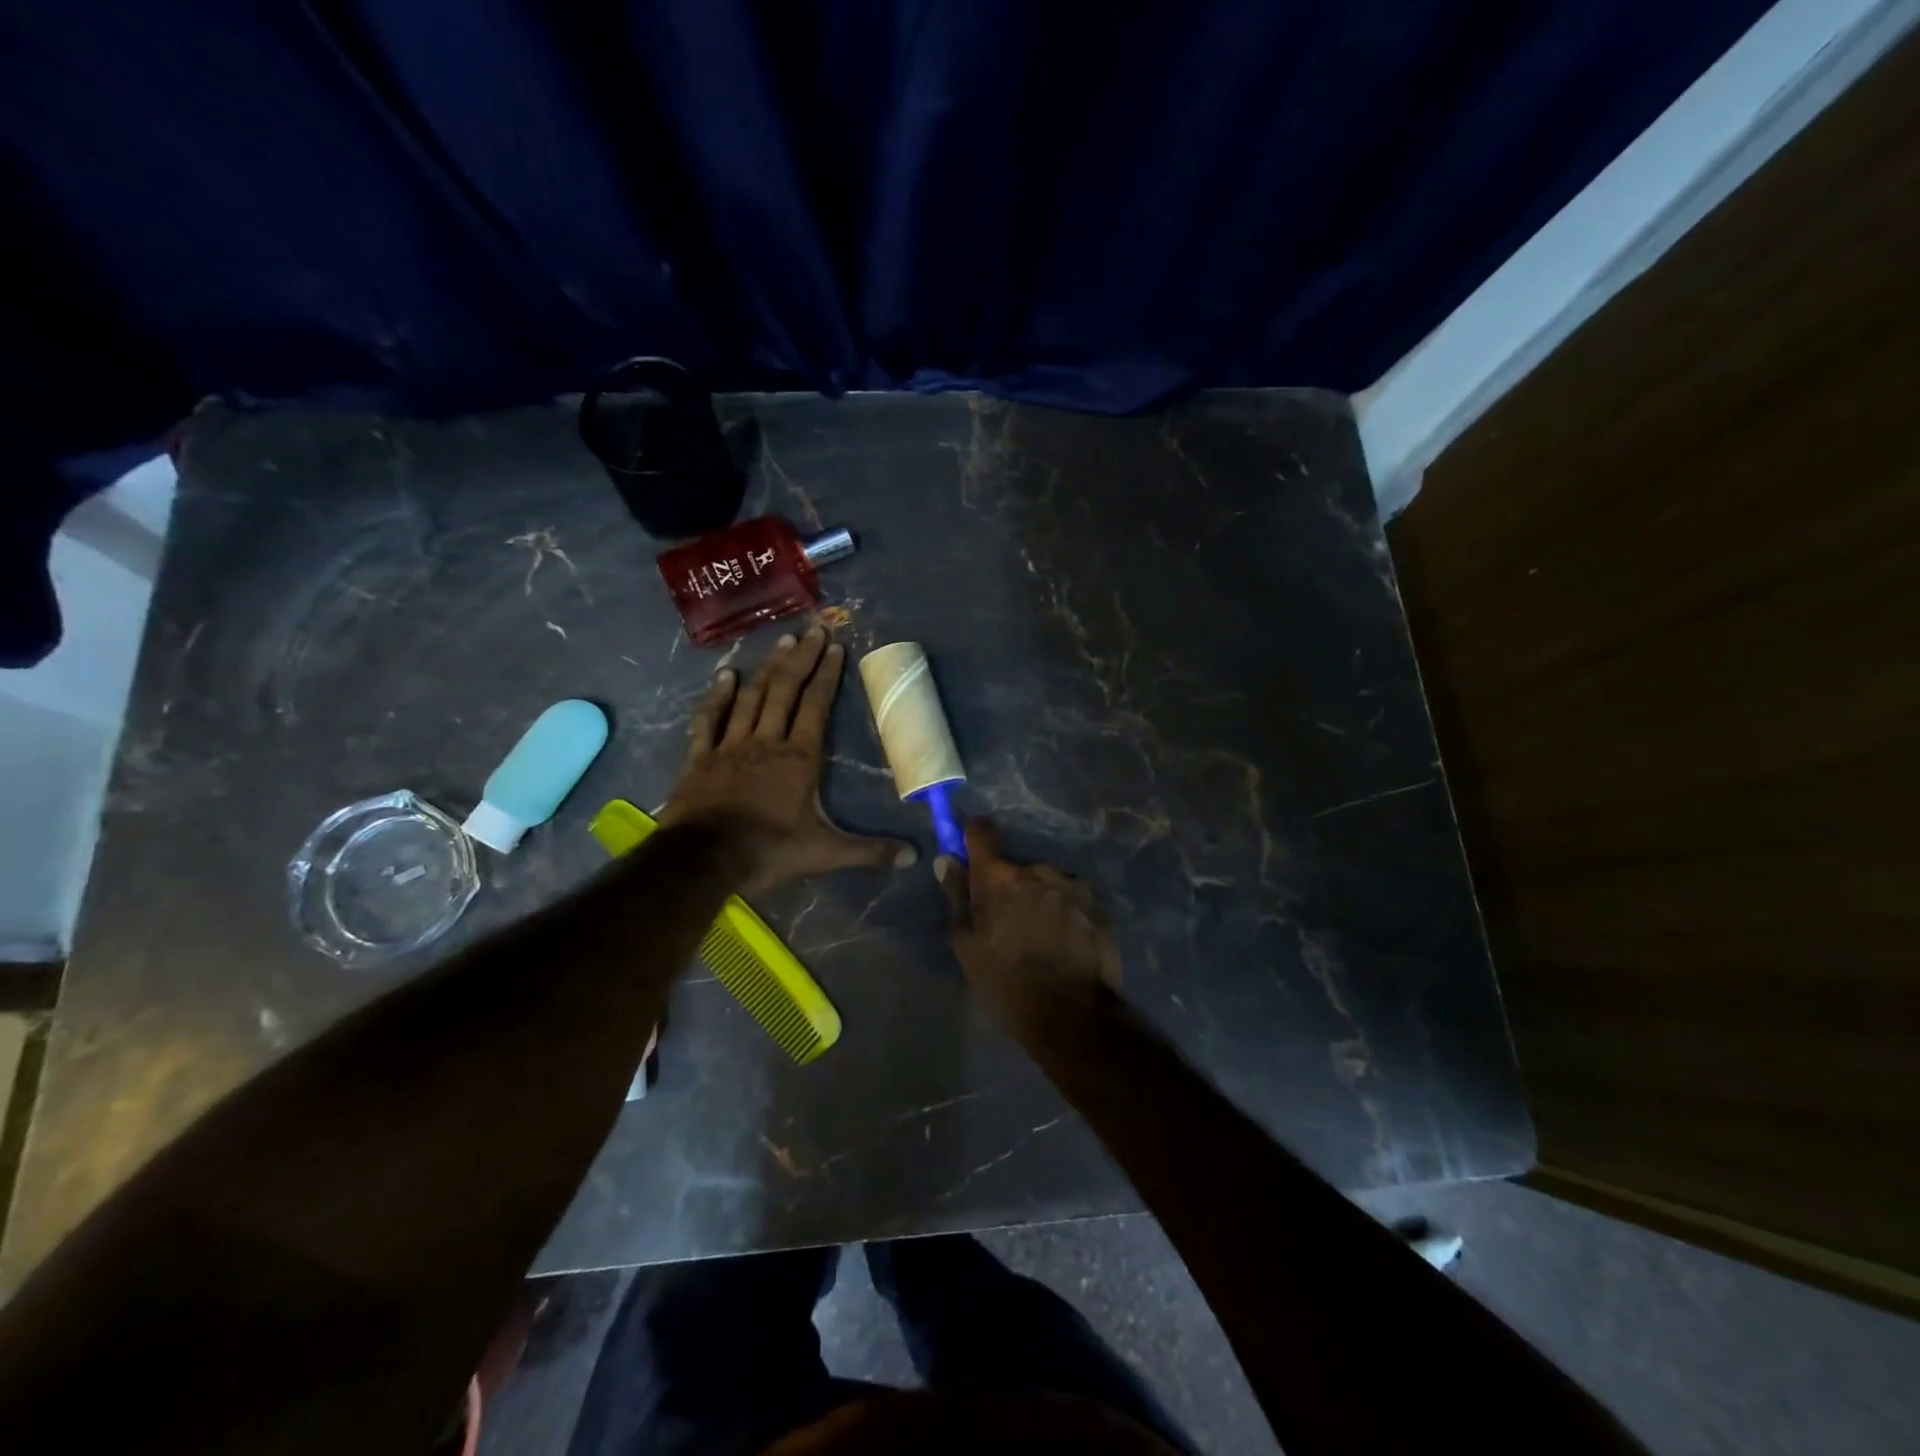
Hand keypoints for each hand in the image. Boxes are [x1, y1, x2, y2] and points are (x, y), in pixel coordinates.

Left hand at [663, 626, 915, 890]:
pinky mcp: (701, 757)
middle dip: (801, 658)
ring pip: (752, 697)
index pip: (816, 705)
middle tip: (811, 629)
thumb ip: (869, 851)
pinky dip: (718, 696)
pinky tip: (726, 675)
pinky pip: (710, 719)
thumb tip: (914, 857)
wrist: (704, 859)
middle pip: (786, 690)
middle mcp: (767, 740)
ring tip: (780, 641)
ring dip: (767, 668)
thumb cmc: (769, 850)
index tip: (834, 646)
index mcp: (799, 757)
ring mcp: (731, 745)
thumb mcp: (825, 853)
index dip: (826, 674)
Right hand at [937, 817, 1120, 1031]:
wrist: (1073, 1015)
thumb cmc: (1007, 983)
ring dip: (1040, 898)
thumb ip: (957, 897)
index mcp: (1000, 878)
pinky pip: (1072, 898)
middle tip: (1009, 922)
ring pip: (1047, 882)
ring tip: (1041, 937)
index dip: (973, 836)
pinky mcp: (1097, 904)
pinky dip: (1065, 911)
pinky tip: (1065, 942)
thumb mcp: (968, 946)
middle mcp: (1038, 870)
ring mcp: (1072, 885)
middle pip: (1017, 866)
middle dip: (1010, 885)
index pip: (982, 833)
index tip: (971, 848)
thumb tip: (947, 859)